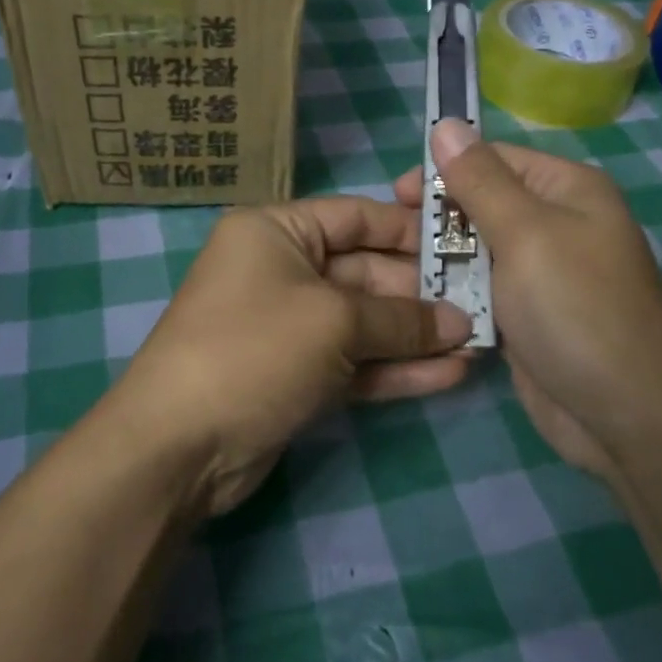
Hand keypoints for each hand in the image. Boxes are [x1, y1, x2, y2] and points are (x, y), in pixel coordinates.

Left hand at [107, 197, 473, 515]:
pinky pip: (353, 362)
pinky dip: (395, 368)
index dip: (410, 230)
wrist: (179, 445)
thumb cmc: (255, 349)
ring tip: (478, 344)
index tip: (464, 245)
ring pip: (364, 322)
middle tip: (483, 305)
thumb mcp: (334, 321)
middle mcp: (280, 270)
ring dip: (415, 335)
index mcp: (276, 231)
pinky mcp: (295, 375)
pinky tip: (449, 375)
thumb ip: (401, 319)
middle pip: (364, 271)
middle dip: (421, 293)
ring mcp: (287, 326)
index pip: (355, 217)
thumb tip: (460, 323)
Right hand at [393, 120, 661, 477]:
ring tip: (396, 274)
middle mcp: (556, 224)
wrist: (628, 416)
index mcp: (566, 190)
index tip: (396, 196)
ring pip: (476, 251)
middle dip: (437, 219)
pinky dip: (456, 295)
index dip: (443, 170)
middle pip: (481, 204)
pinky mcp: (528, 316)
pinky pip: (483, 291)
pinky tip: (421, 303)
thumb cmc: (577, 309)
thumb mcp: (526, 234)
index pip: (493, 159)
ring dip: (441, 260)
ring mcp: (542, 274)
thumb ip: (480, 180)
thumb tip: (446, 123)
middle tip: (394, 241)